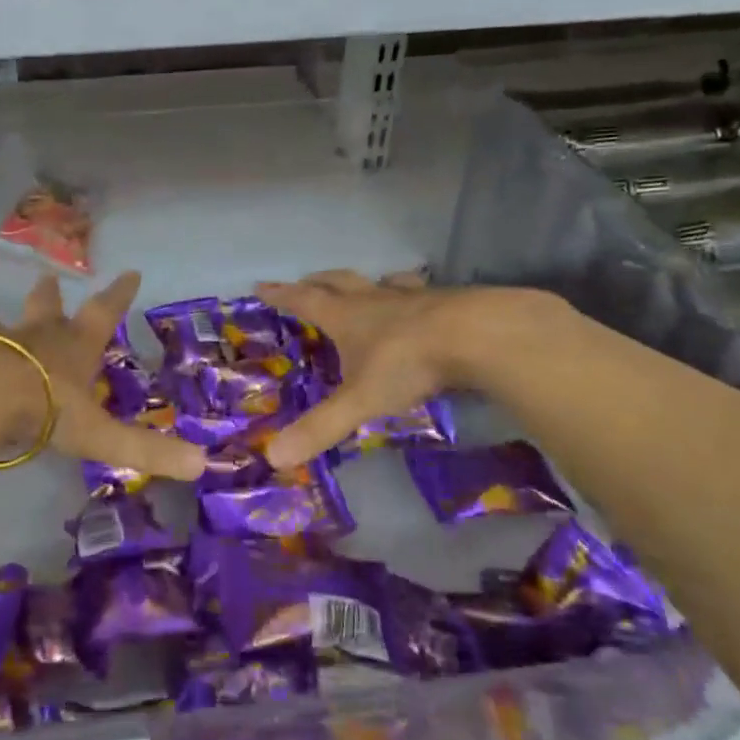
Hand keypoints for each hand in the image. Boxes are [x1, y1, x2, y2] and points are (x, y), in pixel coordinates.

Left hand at [0, 271, 206, 480]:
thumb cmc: (46, 409)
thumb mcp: (101, 435)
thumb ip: (146, 450)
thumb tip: (200, 464)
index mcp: (75, 348)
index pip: (105, 313)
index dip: (120, 294)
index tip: (130, 272)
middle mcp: (37, 335)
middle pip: (46, 306)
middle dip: (50, 295)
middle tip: (48, 279)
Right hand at [254, 271, 556, 466]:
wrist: (478, 335)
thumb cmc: (408, 364)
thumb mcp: (359, 400)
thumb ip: (320, 427)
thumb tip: (273, 457)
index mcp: (346, 317)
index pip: (304, 301)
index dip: (281, 295)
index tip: (262, 286)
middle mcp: (374, 299)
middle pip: (338, 283)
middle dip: (317, 282)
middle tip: (304, 281)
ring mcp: (413, 297)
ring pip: (380, 283)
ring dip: (366, 285)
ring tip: (364, 288)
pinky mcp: (448, 301)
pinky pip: (421, 292)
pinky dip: (411, 294)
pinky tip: (421, 302)